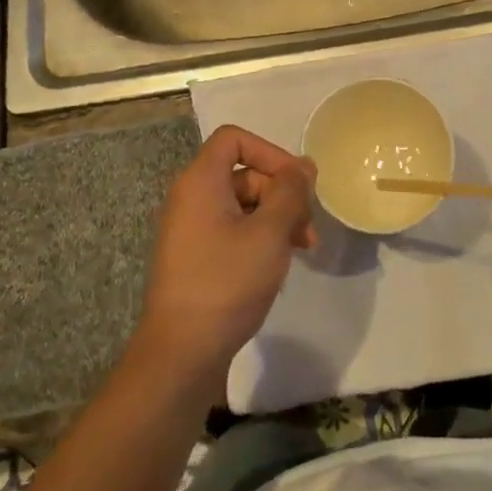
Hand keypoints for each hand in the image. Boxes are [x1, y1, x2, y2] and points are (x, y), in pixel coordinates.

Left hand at [137, 125, 316, 376]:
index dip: (270, 152)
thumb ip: (291, 192)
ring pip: (243, 204)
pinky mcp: (196, 256)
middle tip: (309, 227)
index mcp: (200, 181)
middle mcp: (190, 197)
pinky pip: (232, 229)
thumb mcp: (269, 232)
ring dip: (277, 218)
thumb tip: (304, 165)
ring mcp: (191, 228)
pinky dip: (260, 236)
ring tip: (303, 248)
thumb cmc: (227, 282)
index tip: (297, 183)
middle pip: (243, 173)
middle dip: (282, 193)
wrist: (182, 352)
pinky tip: (279, 263)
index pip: (234, 139)